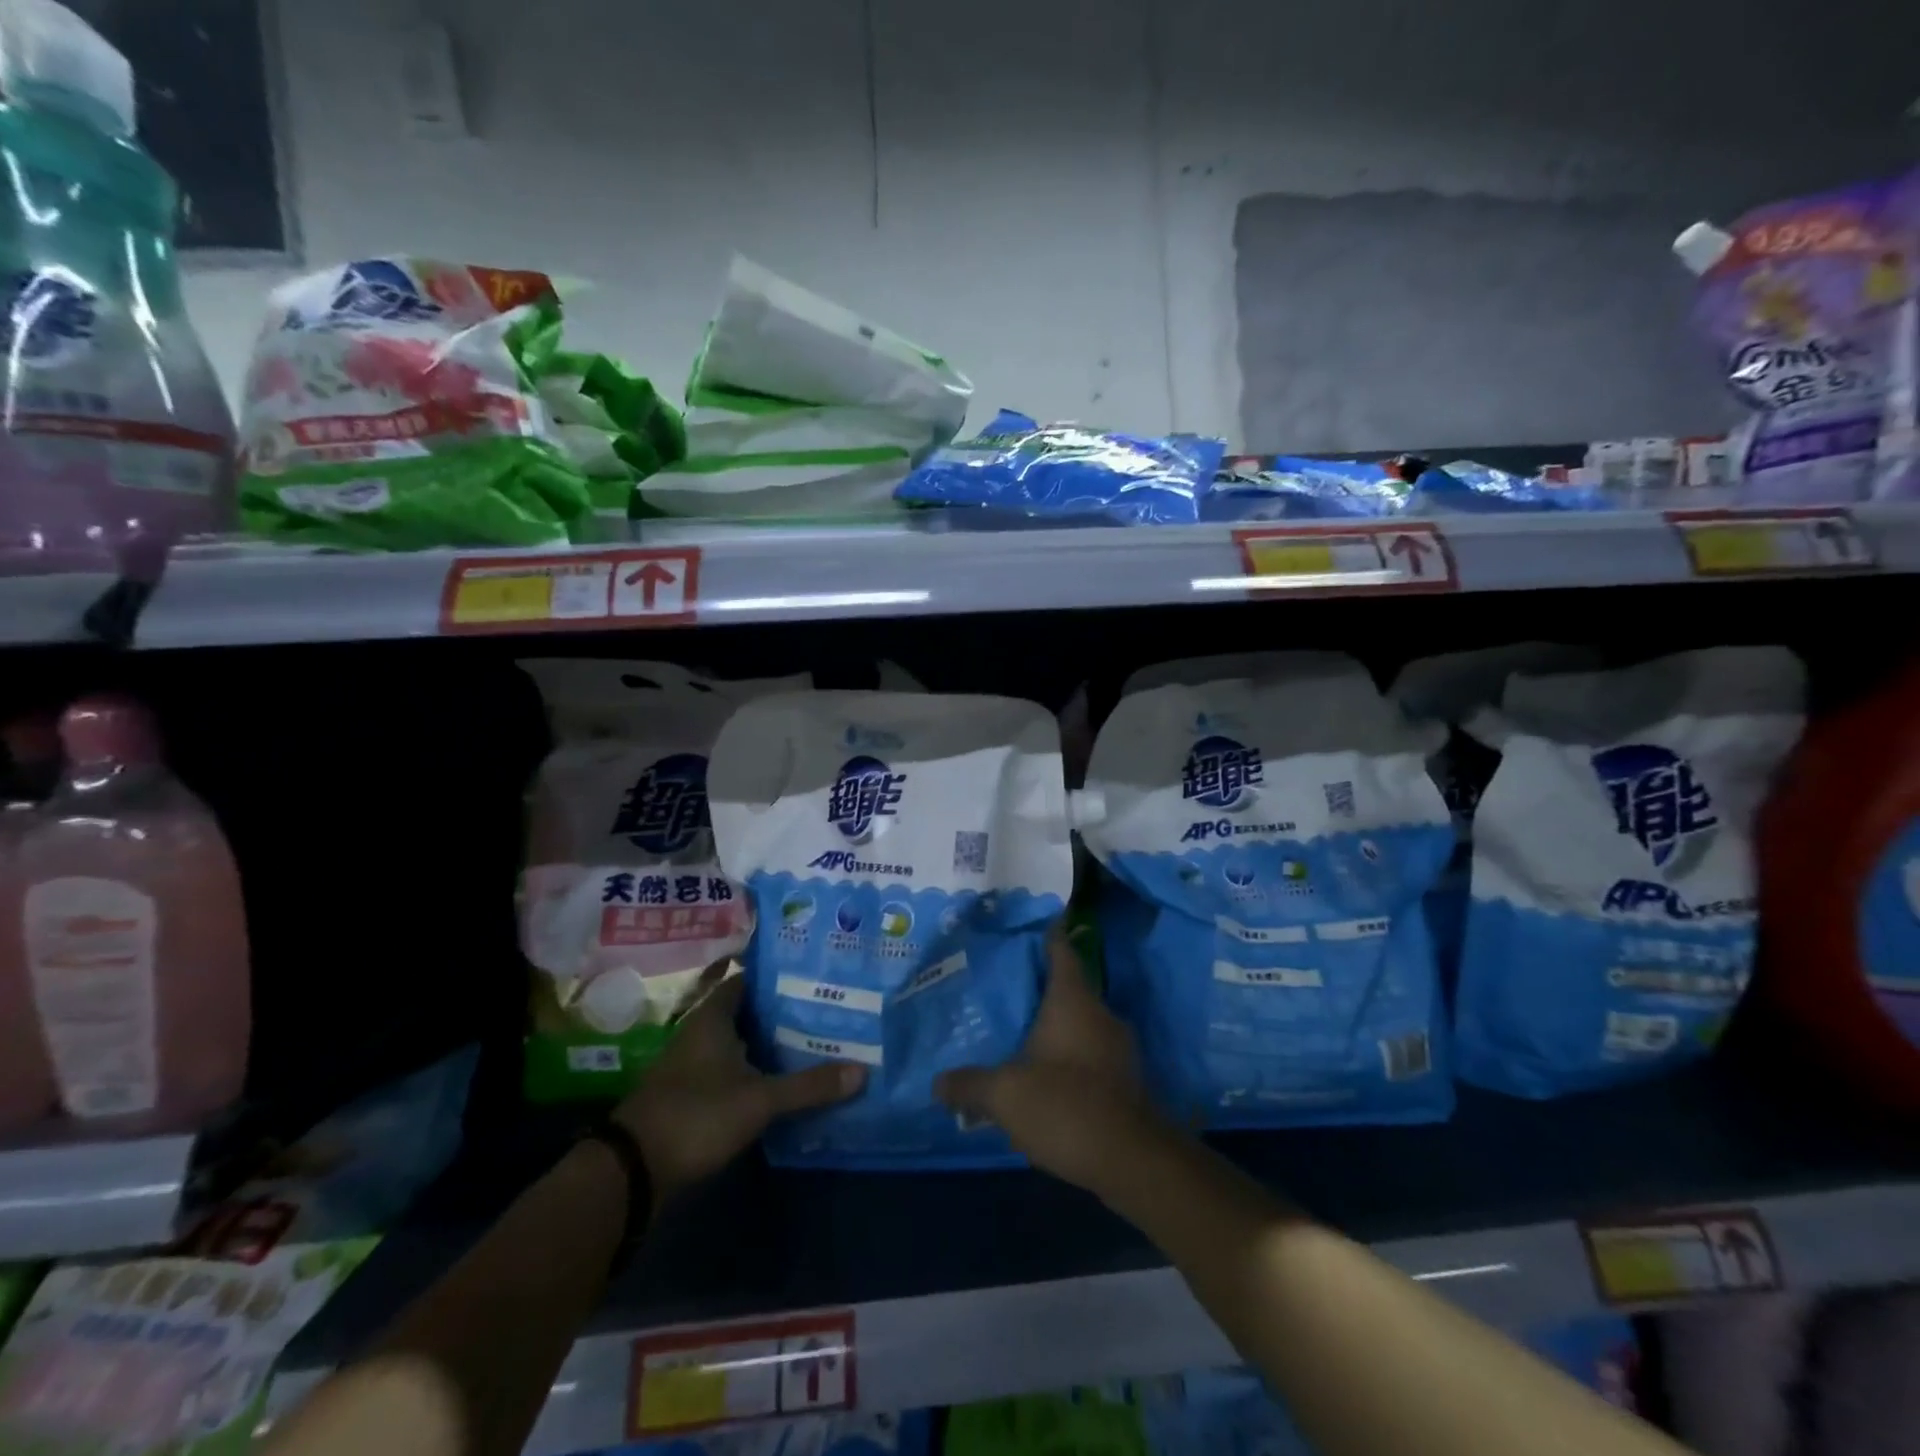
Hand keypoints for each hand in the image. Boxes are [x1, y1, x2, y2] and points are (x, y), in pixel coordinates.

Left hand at [614, 966, 864, 1206]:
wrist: (633, 1171)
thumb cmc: (696, 1115)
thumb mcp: (759, 1100)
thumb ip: (808, 1085)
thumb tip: (862, 1071)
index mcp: (713, 1016)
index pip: (750, 979)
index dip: (781, 975)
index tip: (817, 974)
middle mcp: (701, 1031)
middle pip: (749, 1010)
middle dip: (785, 1010)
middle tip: (828, 1007)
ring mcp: (694, 1063)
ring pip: (741, 1040)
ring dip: (771, 1041)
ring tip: (817, 1039)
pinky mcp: (693, 1092)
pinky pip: (733, 1067)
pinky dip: (757, 1067)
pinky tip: (785, 1077)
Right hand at [936, 929, 1167, 1196]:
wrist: (1133, 1162)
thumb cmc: (1065, 1106)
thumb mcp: (1004, 1095)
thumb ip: (969, 1085)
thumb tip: (938, 1083)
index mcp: (1072, 1000)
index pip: (1060, 950)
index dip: (1046, 934)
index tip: (1029, 925)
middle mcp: (1100, 1013)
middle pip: (1068, 987)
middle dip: (1039, 988)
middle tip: (1004, 990)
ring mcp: (1118, 1048)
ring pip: (1080, 1024)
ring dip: (1054, 1028)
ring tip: (1018, 1036)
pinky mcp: (1126, 1080)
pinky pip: (1090, 1055)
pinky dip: (1068, 1058)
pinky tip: (1045, 1079)